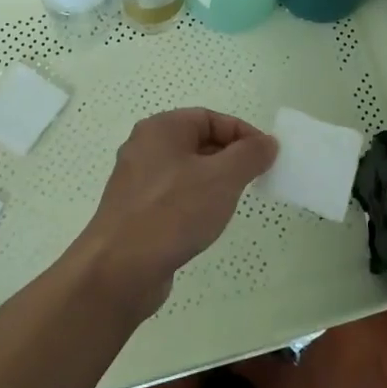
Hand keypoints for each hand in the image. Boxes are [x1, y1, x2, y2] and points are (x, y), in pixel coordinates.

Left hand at [70, 108, 277, 319]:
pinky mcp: (135, 211)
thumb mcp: (222, 178)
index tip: (267, 157)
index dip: (243, 134)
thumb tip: (267, 143)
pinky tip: (205, 224)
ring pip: (187, 171)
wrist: (119, 269)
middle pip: (198, 142)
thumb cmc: (173, 212)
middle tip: (255, 180)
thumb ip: (249, 155)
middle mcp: (145, 148)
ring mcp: (137, 181)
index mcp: (161, 128)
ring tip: (232, 202)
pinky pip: (174, 196)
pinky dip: (195, 203)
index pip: (211, 118)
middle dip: (230, 158)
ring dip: (214, 182)